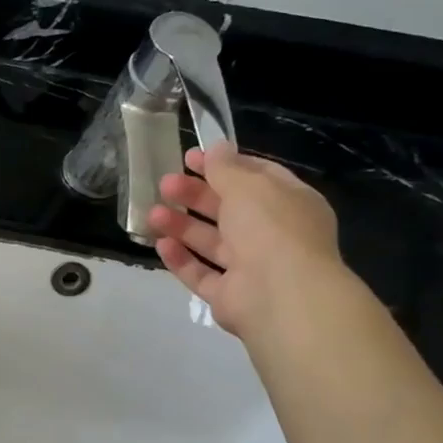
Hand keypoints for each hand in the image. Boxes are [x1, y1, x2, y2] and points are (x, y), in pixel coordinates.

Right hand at [147, 142, 350, 339]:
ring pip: (211, 242)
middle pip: (229, 210)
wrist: (281, 295)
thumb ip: (226, 167)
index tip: (190, 158)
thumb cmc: (271, 229)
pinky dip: (181, 259)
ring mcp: (252, 268)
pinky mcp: (230, 295)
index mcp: (290, 204)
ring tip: (152, 214)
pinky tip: (161, 244)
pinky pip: (201, 274)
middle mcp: (274, 235)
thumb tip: (217, 147)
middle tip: (164, 184)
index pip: (257, 178)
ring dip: (181, 225)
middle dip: (195, 195)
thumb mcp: (247, 185)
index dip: (224, 165)